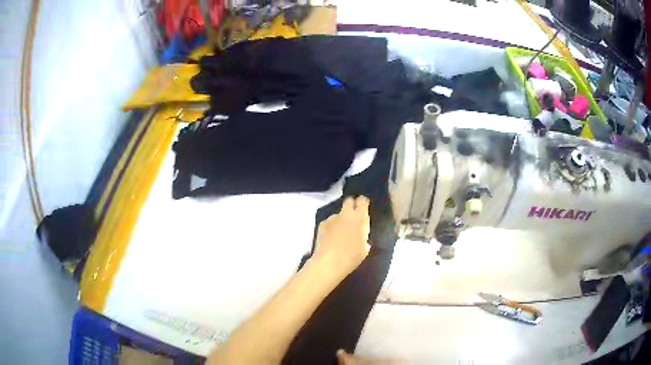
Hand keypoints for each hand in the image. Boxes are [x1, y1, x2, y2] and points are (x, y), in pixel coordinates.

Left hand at [313, 196, 370, 275]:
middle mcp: (346, 214)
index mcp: (359, 218)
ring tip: (339, 234)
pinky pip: (329, 222)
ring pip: (338, 214)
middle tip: (353, 217)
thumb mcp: (364, 246)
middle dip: (351, 206)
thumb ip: (364, 234)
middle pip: (349, 201)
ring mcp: (332, 218)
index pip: (362, 201)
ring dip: (340, 220)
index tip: (363, 207)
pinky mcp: (322, 224)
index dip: (363, 203)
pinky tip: (330, 238)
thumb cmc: (351, 257)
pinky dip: (331, 227)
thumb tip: (362, 230)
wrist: (329, 262)